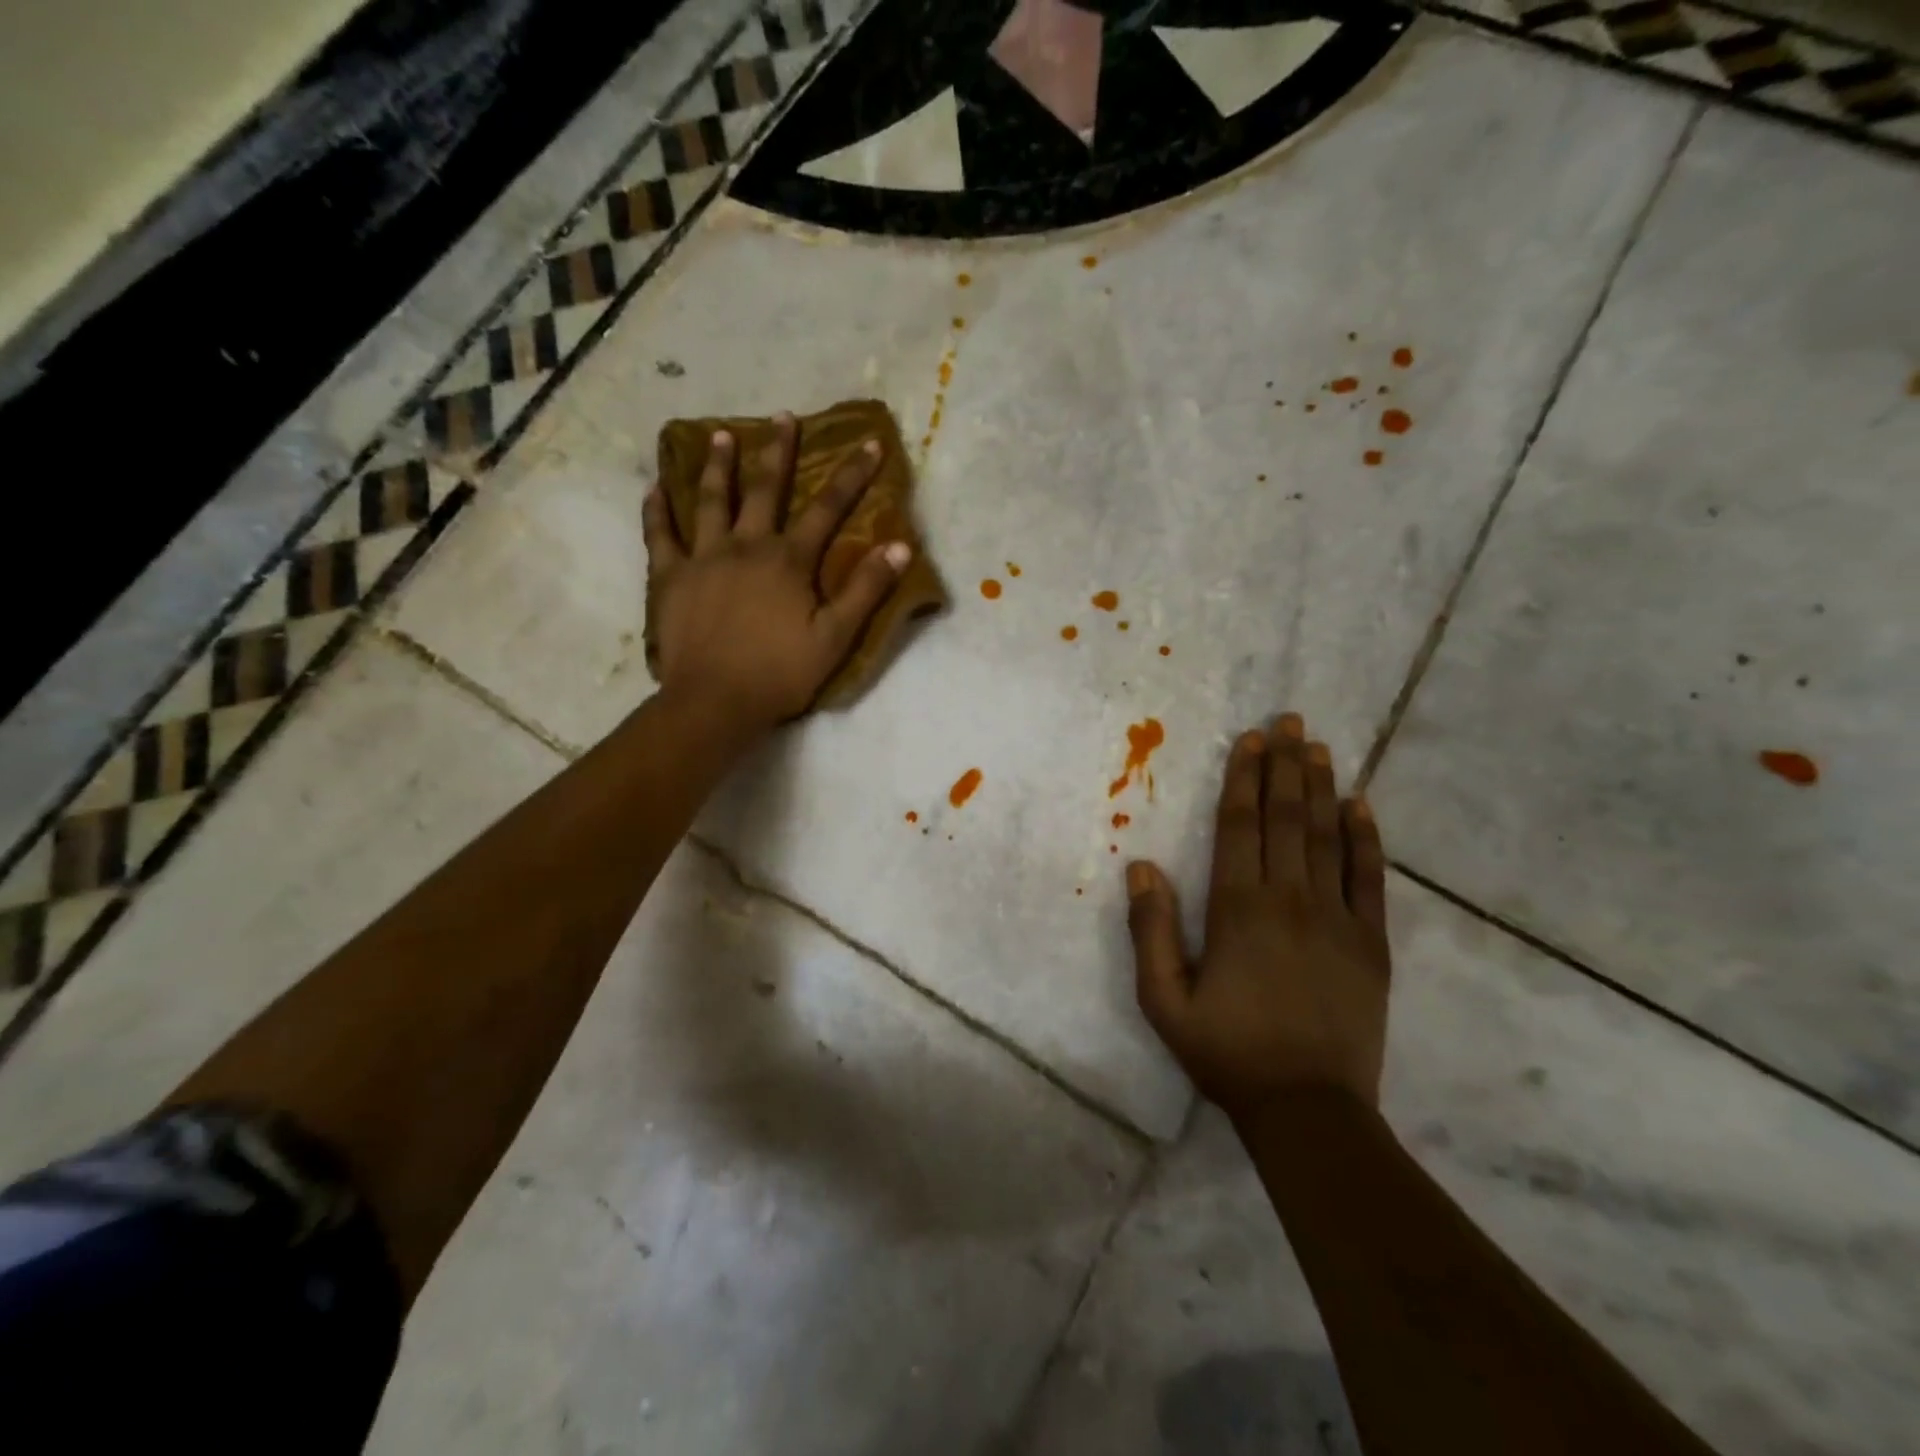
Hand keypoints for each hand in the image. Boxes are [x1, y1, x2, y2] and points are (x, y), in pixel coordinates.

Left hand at [643, 414, 909, 737]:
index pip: (828, 509)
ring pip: (711, 500)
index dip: (851, 475)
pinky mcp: (671, 577)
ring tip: (720, 436)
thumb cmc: (780, 673)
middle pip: (765, 489)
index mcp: (789, 561)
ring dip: (718, 466)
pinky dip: (657, 510)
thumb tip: (900, 546)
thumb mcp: (835, 637)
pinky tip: (655, 487)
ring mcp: (704, 558)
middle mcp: (747, 546)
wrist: (715, 701)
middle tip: (783, 417)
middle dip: (778, 451)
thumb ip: (866, 590)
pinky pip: (660, 535)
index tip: (869, 443)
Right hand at [1125, 713, 1390, 1120]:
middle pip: (1285, 818)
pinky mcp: (1370, 942)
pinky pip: (1370, 878)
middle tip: (1289, 721)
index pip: (1239, 826)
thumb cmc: (1227, 1052)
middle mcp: (1289, 899)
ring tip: (1319, 746)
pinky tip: (1362, 806)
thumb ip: (1150, 930)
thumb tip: (1142, 866)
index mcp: (1237, 909)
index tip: (1250, 741)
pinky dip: (1366, 838)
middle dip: (1285, 766)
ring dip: (1322, 787)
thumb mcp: (1163, 999)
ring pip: (1326, 836)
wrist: (1308, 1108)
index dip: (1243, 780)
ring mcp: (1336, 918)